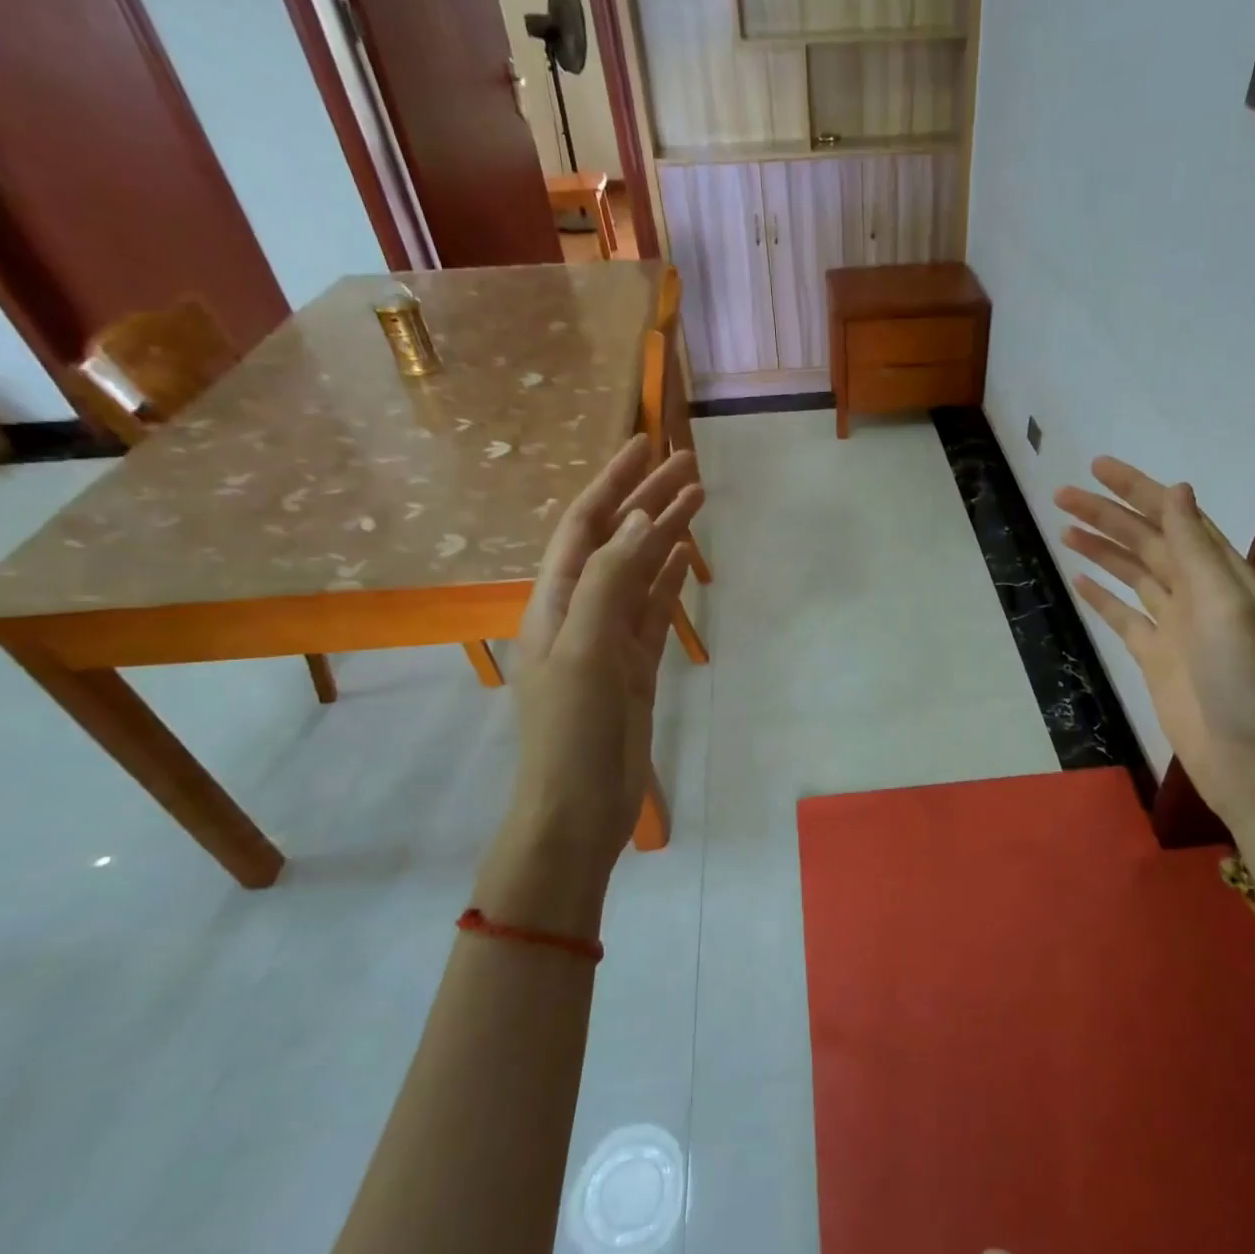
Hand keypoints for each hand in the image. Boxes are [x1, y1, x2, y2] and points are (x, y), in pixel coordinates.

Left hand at [471, 435, 702, 934]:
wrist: (578, 808)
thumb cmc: (570, 730)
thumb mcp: (582, 649)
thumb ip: (610, 581)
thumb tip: (644, 521)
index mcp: (554, 601)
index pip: (584, 525)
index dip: (613, 483)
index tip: (645, 445)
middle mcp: (579, 611)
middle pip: (617, 541)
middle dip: (648, 500)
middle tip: (689, 464)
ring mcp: (610, 639)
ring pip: (640, 572)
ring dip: (666, 534)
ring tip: (699, 497)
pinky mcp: (635, 665)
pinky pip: (654, 610)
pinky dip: (670, 580)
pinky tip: (688, 556)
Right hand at [1055, 458, 1254, 877]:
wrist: (1253, 762)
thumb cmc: (1248, 683)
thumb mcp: (1227, 608)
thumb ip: (1197, 551)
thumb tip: (1178, 491)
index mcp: (1222, 575)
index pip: (1174, 518)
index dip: (1137, 489)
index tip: (1097, 468)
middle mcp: (1198, 593)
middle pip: (1145, 542)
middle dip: (1106, 516)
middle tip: (1061, 496)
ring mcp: (1174, 627)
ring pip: (1131, 575)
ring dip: (1100, 550)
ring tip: (1064, 529)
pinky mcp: (1155, 658)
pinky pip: (1123, 617)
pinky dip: (1101, 597)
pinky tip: (1079, 580)